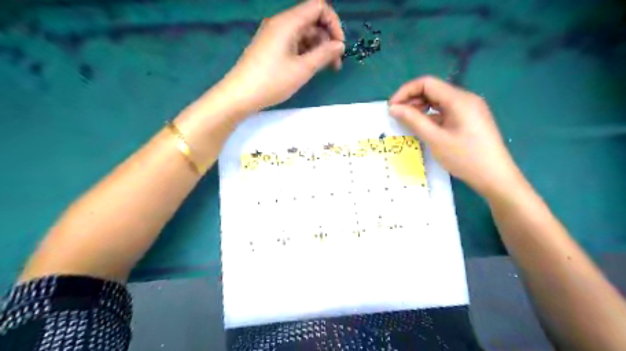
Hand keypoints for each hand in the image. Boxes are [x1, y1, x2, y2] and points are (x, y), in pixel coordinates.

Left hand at [218, 1, 344, 112]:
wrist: (240, 94)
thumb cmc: (273, 81)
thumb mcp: (303, 69)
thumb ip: (324, 54)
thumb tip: (339, 45)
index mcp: (288, 22)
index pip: (318, 7)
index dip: (333, 23)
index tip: (339, 47)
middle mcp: (281, 23)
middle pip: (311, 21)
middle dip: (327, 39)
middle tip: (334, 64)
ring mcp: (274, 35)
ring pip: (303, 34)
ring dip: (317, 48)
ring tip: (323, 69)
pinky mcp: (270, 47)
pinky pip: (293, 43)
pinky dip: (305, 52)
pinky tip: (309, 68)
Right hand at [390, 76, 520, 197]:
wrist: (495, 177)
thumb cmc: (465, 158)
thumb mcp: (435, 139)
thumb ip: (413, 120)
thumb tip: (393, 108)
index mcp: (458, 99)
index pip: (427, 83)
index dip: (406, 91)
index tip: (392, 107)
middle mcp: (465, 98)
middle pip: (433, 90)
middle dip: (412, 100)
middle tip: (397, 116)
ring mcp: (469, 109)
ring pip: (439, 101)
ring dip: (421, 108)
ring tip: (407, 122)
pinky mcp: (469, 119)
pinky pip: (446, 111)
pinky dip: (431, 116)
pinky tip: (423, 127)